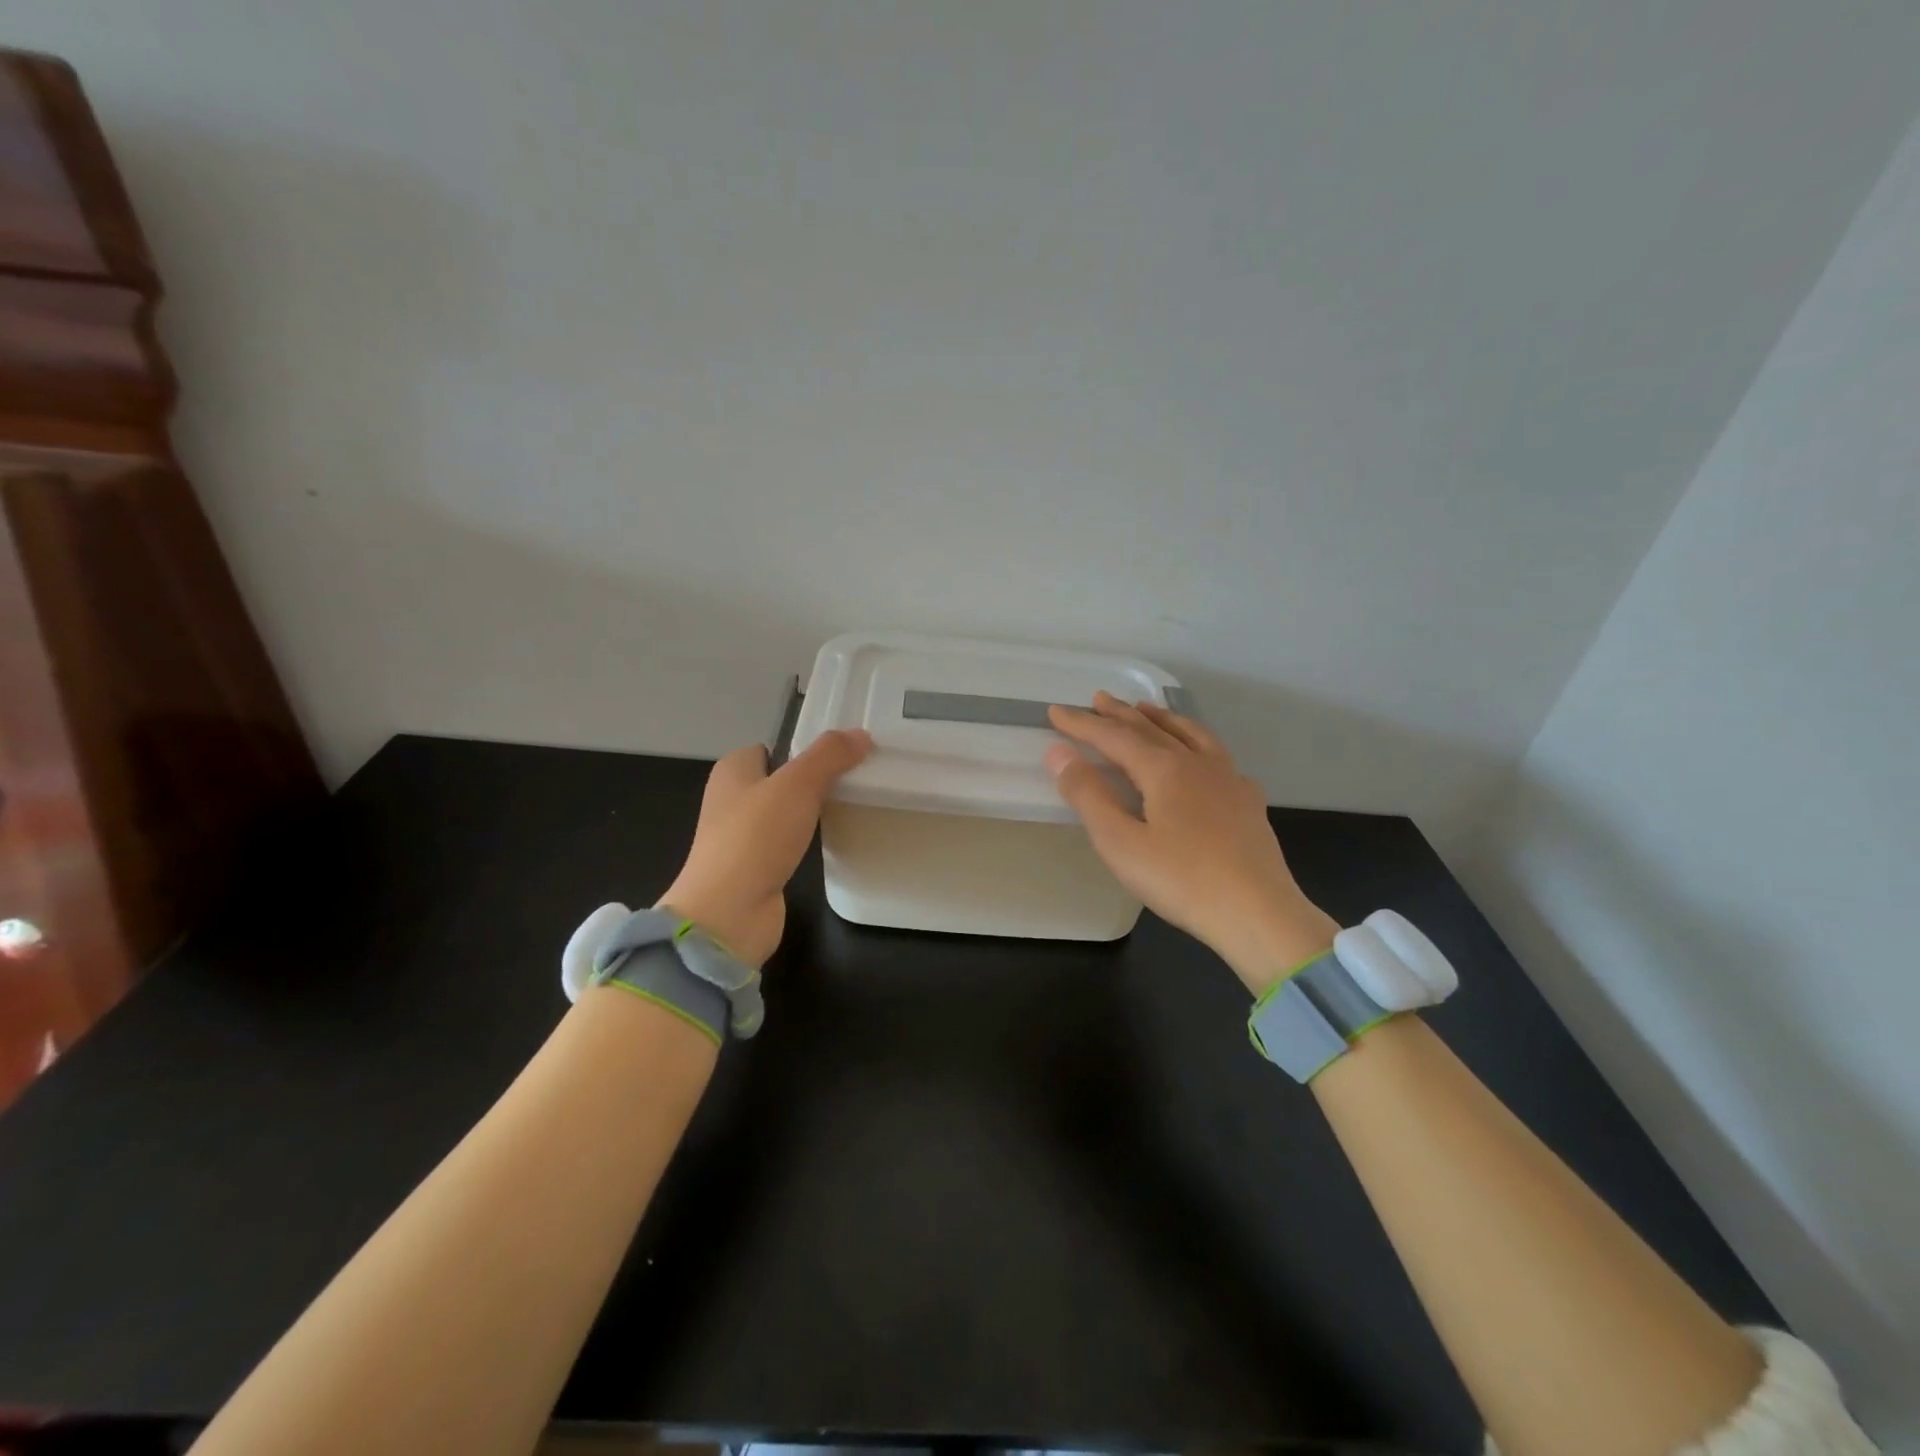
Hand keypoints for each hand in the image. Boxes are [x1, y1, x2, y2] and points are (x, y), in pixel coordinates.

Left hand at [659, 729, 872, 966]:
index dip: (805, 748)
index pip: (773, 747)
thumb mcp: (797, 785)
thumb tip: (861, 735)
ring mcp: (741, 836)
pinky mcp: (754, 868)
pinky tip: (829, 842)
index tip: (843, 754)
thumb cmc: (756, 838)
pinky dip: (806, 841)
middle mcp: (732, 799)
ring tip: (850, 807)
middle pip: (781, 779)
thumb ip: (829, 756)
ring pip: (785, 812)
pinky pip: (786, 842)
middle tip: (855, 779)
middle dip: (814, 780)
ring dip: (811, 812)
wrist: (729, 913)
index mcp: (732, 770)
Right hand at [1046, 693, 1336, 993]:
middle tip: (1097, 699)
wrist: (1258, 913)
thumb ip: (1088, 795)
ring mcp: (1229, 779)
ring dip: (1162, 719)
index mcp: (1164, 769)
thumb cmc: (1181, 881)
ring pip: (1191, 734)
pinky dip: (1198, 744)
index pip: (1114, 737)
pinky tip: (1202, 759)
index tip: (1056, 711)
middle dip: (1120, 714)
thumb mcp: (1120, 843)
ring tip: (1146, 709)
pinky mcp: (1248, 802)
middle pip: (1152, 729)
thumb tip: (1058, 753)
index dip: (1083, 724)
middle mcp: (1198, 763)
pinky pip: (1218, 757)